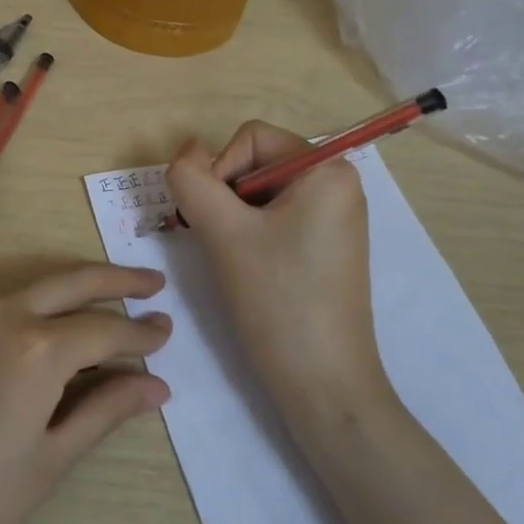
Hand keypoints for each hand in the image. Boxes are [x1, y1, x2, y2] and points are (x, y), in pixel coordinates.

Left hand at [0, 264, 171, 523]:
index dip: (140, 334)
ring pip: (15, 296)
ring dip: (53, 305)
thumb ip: (104, 411)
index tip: (165, 332)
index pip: (104, 330)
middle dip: (116, 281)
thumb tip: (157, 385)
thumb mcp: (46, 463)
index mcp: (36, 349)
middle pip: (69, 281)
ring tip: (80, 322)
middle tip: (149, 284)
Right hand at [165, 122, 392, 424]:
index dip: (219, 171)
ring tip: (235, 260)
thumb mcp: (224, 233)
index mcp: (326, 169)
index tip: (215, 221)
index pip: (251, 138)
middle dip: (226, 197)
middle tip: (220, 243)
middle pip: (257, 163)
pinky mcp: (327, 246)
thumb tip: (185, 153)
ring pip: (261, 194)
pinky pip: (278, 218)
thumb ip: (192, 181)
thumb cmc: (278, 300)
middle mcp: (338, 184)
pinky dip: (252, 235)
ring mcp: (335, 217)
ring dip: (234, 218)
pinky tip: (250, 270)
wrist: (324, 385)